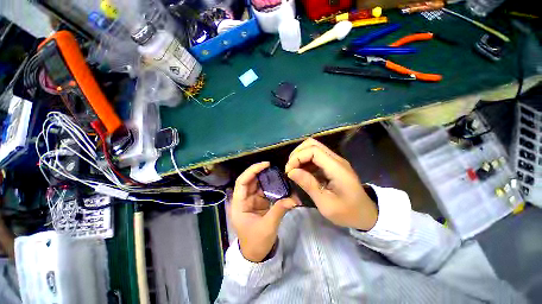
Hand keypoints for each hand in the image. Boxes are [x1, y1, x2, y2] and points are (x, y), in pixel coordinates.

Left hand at [230, 162, 299, 262]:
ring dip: (267, 178)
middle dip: (261, 172)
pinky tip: (279, 183)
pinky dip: (272, 186)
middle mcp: (243, 199)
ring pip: (258, 184)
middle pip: (250, 180)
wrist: (257, 254)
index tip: (265, 165)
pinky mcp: (259, 203)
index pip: (242, 182)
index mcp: (239, 204)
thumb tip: (293, 198)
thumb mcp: (268, 227)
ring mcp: (251, 200)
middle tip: (274, 167)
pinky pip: (264, 191)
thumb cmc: (256, 242)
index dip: (252, 171)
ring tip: (278, 173)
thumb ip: (279, 210)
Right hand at [285, 138, 377, 230]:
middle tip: (290, 169)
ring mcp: (335, 161)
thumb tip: (291, 172)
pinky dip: (305, 161)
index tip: (289, 171)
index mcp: (336, 168)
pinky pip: (316, 156)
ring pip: (313, 147)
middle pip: (312, 144)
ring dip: (300, 156)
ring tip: (294, 171)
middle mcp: (336, 159)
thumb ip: (309, 185)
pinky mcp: (332, 165)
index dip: (297, 157)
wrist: (366, 214)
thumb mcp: (326, 203)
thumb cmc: (347, 212)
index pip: (313, 150)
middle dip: (297, 154)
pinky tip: (302, 172)